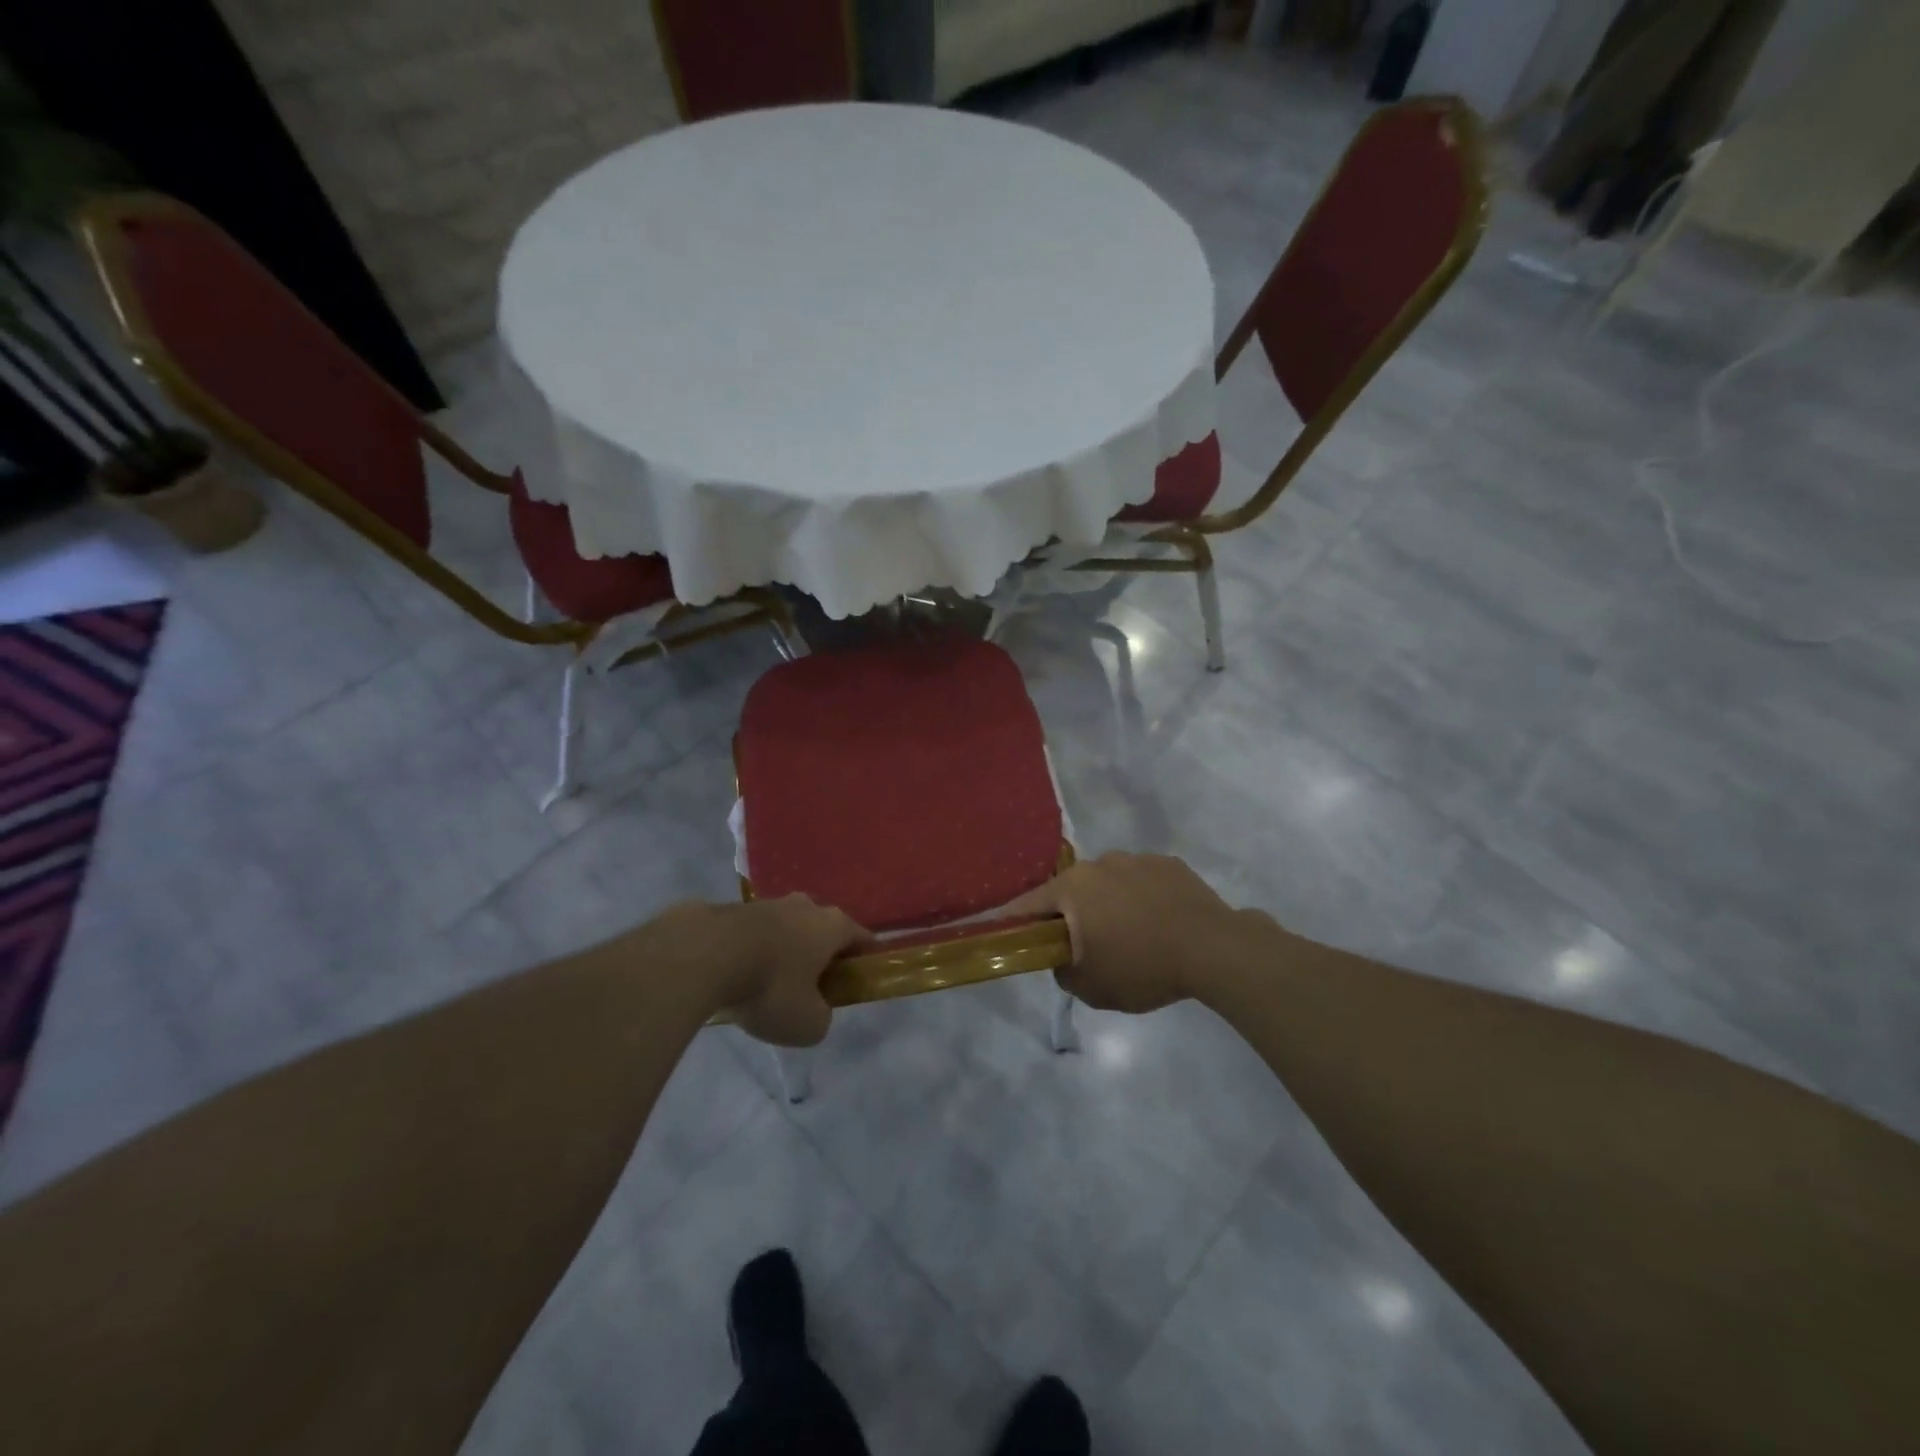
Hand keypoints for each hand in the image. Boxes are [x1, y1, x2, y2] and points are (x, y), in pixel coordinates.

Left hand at [698, 896, 870, 1046]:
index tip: (856, 981)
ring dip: (782, 952)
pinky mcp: (732, 908)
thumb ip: (821, 1017)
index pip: (862, 938)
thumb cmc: (770, 987)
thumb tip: (815, 1010)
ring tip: (765, 985)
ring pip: (785, 929)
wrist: (704, 954)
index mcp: (833, 926)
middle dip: (819, 954)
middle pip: (822, 930)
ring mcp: (767, 903)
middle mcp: (805, 906)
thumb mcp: (807, 1024)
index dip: (863, 960)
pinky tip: (736, 976)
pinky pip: (752, 933)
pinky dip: (751, 951)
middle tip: (809, 988)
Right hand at [1007, 853, 1246, 1013]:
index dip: (1017, 921)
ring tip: (1132, 937)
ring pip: (1108, 884)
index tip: (1011, 934)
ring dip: (1109, 905)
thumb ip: (1063, 972)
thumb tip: (1064, 958)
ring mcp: (1137, 859)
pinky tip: (1159, 924)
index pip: (1029, 903)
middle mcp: (1100, 863)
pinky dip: (1141, 899)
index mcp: (1073, 887)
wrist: (1214, 949)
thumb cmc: (1143, 967)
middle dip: (1072, 915)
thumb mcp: (1091, 987)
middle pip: (1072, 891)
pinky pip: (1142, 882)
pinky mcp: (1169, 864)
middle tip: (1085, 946)